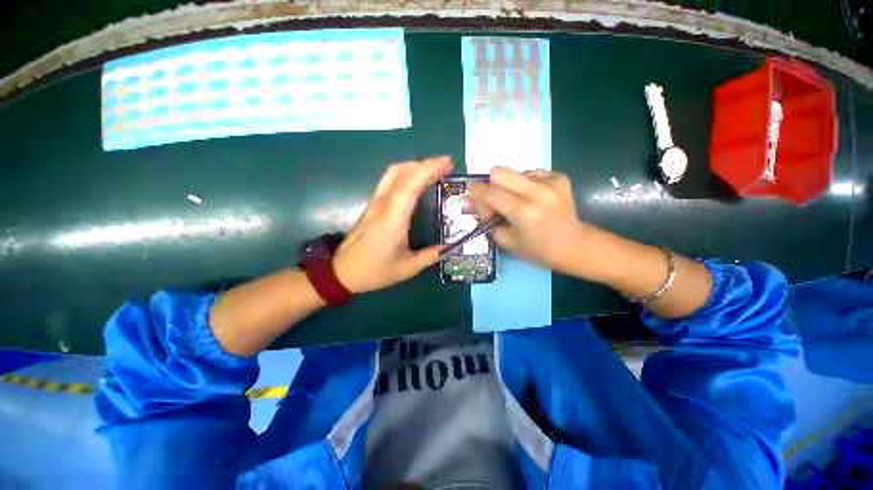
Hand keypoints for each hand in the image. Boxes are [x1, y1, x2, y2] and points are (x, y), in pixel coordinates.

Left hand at [333, 156, 452, 292]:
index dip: (428, 170)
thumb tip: (448, 247)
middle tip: (447, 165)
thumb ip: (430, 256)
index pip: (409, 186)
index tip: (447, 163)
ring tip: (435, 169)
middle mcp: (382, 206)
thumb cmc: (374, 271)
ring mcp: (375, 203)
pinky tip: (417, 180)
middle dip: (425, 164)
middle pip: (401, 173)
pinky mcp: (372, 205)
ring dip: (415, 166)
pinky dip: (406, 173)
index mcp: (392, 220)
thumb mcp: (407, 269)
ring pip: (393, 173)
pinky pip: (389, 181)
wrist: (341, 272)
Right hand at [468, 167, 591, 273]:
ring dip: (509, 185)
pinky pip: (531, 173)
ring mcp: (551, 182)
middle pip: (500, 171)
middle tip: (495, 198)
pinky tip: (532, 198)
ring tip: (518, 201)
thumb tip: (480, 204)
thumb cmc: (538, 250)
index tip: (471, 193)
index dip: (476, 192)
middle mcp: (537, 192)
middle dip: (491, 184)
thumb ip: (489, 220)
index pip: (490, 193)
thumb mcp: (506, 241)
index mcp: (522, 212)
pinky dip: (525, 184)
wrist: (575, 246)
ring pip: (515, 171)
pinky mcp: (560, 177)